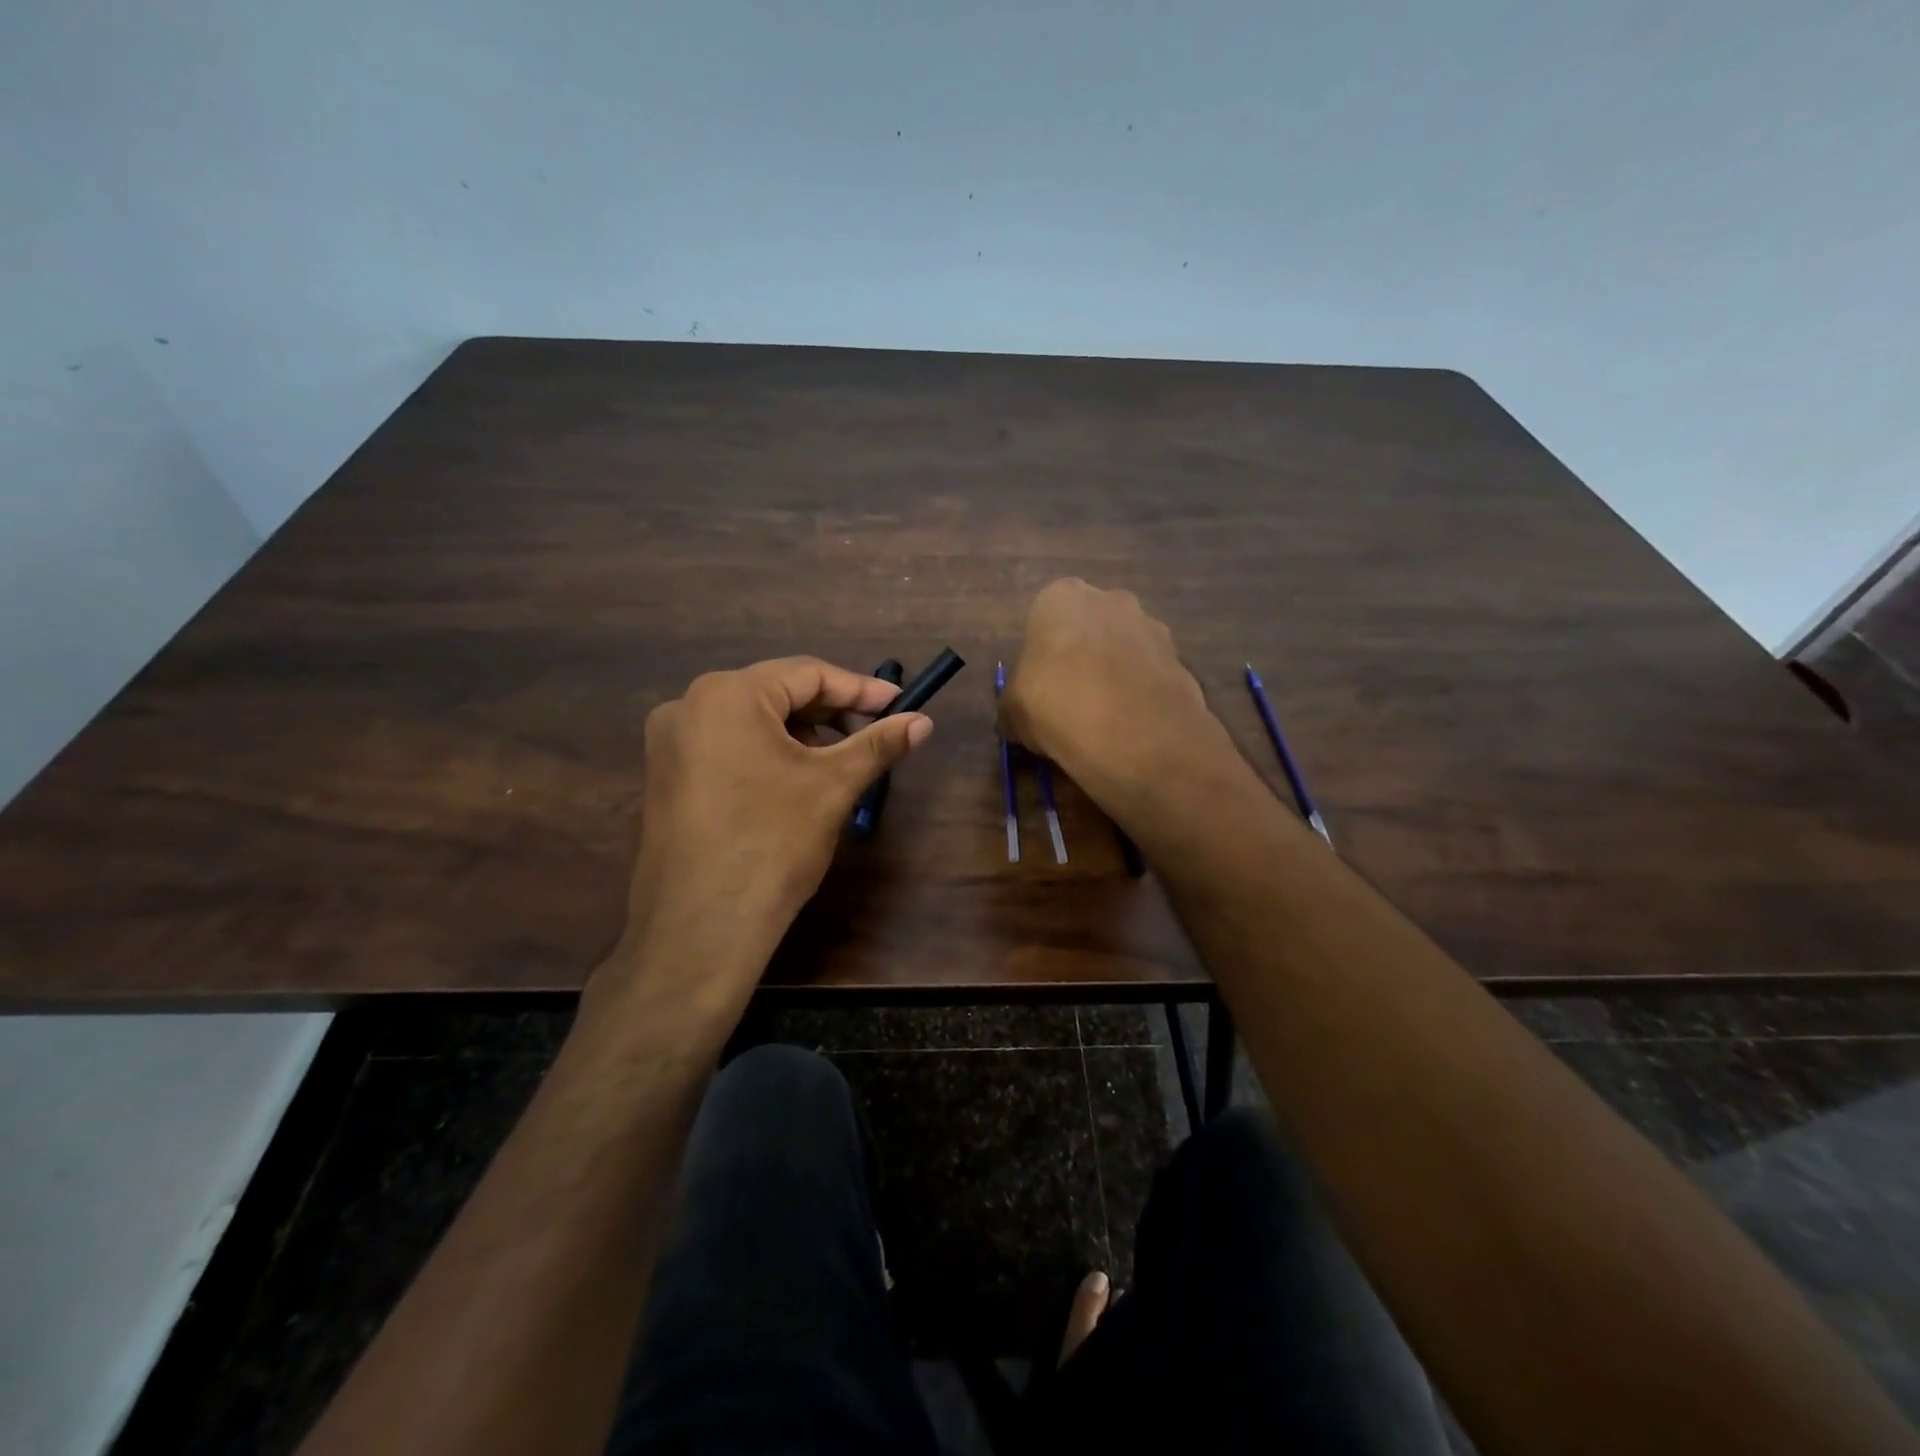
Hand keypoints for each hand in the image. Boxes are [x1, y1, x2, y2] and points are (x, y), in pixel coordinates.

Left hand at [621, 657, 931, 972]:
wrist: (701, 930)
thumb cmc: (772, 844)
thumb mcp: (833, 786)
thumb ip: (879, 744)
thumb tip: (923, 721)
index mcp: (727, 694)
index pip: (807, 674)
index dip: (860, 689)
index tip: (901, 705)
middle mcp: (688, 706)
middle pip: (777, 693)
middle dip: (831, 712)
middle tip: (875, 734)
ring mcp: (670, 743)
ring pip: (752, 721)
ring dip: (802, 734)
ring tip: (839, 762)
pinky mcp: (666, 777)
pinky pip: (728, 746)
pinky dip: (768, 753)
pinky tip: (795, 781)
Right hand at [1000, 579, 1224, 804]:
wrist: (1131, 732)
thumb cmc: (1055, 705)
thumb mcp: (1012, 711)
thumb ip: (1015, 702)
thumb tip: (1019, 714)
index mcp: (1061, 597)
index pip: (1045, 618)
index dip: (1043, 656)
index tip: (1042, 688)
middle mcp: (1110, 599)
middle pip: (1091, 627)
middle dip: (1084, 655)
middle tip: (1072, 700)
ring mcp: (1151, 626)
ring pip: (1125, 649)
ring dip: (1116, 673)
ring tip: (1106, 718)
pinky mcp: (1181, 658)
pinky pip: (1151, 674)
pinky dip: (1142, 693)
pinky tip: (1132, 724)